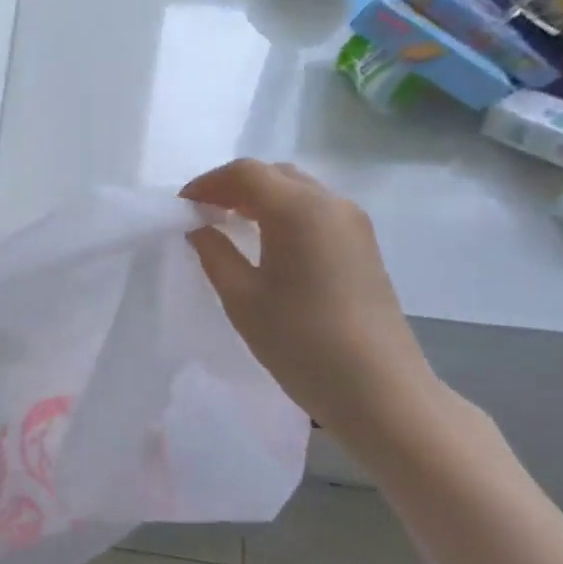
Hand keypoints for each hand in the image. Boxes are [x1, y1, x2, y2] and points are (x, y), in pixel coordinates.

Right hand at [181, 159, 439, 449]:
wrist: (380, 390)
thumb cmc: (302, 342)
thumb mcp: (242, 298)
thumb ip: (215, 253)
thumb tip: (199, 227)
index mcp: (298, 210)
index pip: (245, 173)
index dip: (208, 183)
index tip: (182, 206)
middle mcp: (330, 203)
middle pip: (274, 174)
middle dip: (233, 187)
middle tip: (203, 214)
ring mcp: (353, 223)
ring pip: (297, 190)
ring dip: (260, 198)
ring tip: (230, 227)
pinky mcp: (364, 245)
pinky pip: (316, 210)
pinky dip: (284, 213)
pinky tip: (267, 244)